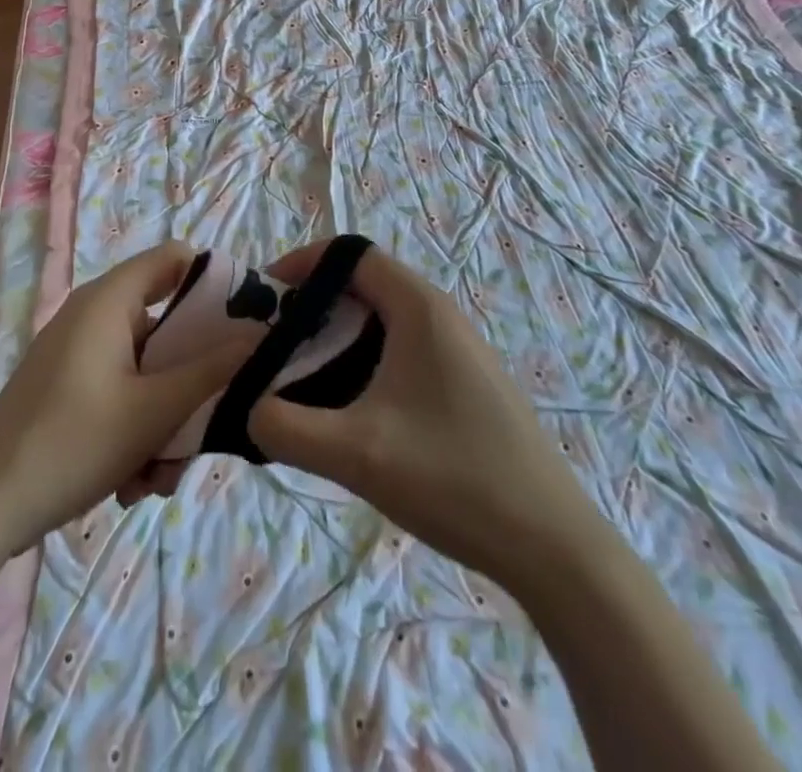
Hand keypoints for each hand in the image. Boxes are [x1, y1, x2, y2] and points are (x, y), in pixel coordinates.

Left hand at [0, 242, 241, 557]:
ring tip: (158, 477)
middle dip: (192, 381)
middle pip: (168, 325)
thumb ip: (213, 370)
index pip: (175, 259)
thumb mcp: (154, 410)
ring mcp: (79, 353)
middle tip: (207, 425)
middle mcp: (95, 316)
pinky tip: (132, 483)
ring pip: (149, 370)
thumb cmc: (72, 443)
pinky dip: (137, 430)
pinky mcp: (69, 388)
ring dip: (166, 420)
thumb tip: (262, 334)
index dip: (215, 283)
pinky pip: (122, 392)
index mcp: (110, 300)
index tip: (246, 327)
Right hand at [247, 241, 597, 574]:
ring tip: (301, 378)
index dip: (301, 264)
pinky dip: (362, 361)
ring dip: (335, 337)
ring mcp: (456, 349)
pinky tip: (351, 411)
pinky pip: (400, 349)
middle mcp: (439, 314)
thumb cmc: (455, 478)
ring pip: (380, 320)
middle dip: (311, 306)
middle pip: (361, 285)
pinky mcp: (464, 382)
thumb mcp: (357, 454)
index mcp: (418, 307)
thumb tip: (247, 409)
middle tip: (273, 345)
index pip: (349, 253)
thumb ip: (285, 427)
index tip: (265, 299)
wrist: (554, 547)